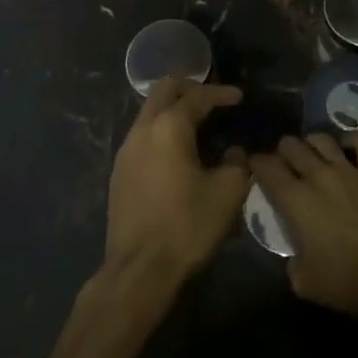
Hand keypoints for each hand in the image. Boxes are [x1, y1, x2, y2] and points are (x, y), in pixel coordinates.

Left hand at [104, 79, 248, 282]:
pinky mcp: (119, 172)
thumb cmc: (187, 226)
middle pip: (164, 90)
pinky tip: (177, 152)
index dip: (221, 93)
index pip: (198, 96)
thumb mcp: (227, 193)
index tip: (239, 97)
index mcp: (169, 127)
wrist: (139, 269)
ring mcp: (126, 150)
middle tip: (213, 99)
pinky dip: (162, 131)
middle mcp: (142, 129)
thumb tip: (234, 153)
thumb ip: (237, 163)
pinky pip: (142, 136)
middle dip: (190, 88)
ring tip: (198, 124)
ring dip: (173, 110)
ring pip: (149, 112)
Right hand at [249, 132, 357, 321]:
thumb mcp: (300, 278)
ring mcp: (347, 171)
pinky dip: (351, 141)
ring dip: (310, 144)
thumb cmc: (340, 281)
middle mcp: (318, 176)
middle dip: (282, 152)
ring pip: (321, 139)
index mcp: (295, 199)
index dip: (256, 164)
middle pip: (291, 146)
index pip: (267, 167)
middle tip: (283, 165)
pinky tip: (345, 148)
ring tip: (310, 154)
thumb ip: (290, 255)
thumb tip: (294, 247)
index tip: (255, 169)